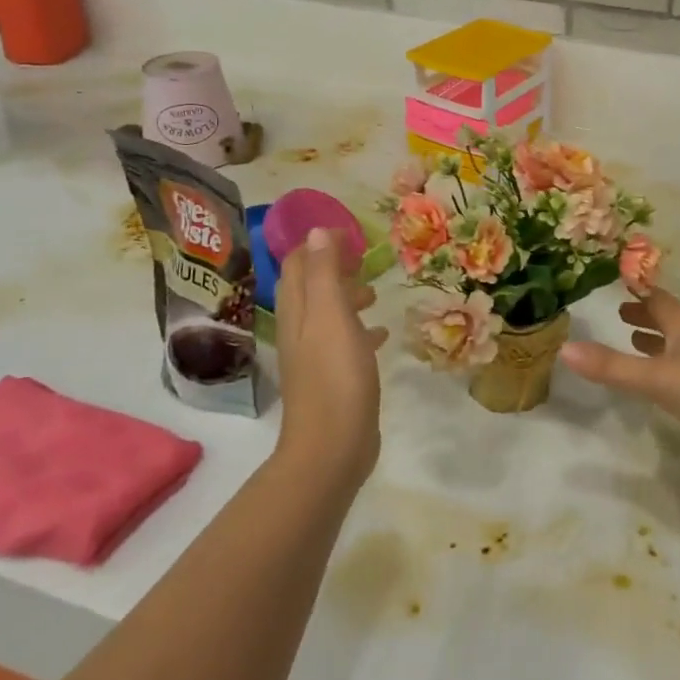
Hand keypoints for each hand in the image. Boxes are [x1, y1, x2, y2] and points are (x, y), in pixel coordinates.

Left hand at [273, 229, 387, 485]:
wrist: (332, 448)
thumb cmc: (335, 376)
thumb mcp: (331, 315)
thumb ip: (325, 273)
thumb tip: (317, 230)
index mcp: (297, 311)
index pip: (297, 264)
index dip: (317, 244)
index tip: (349, 233)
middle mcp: (300, 329)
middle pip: (311, 287)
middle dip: (334, 267)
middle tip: (365, 258)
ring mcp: (316, 356)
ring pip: (328, 314)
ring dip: (349, 297)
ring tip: (375, 291)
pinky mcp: (334, 378)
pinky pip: (345, 341)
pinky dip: (361, 328)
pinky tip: (383, 332)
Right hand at [560, 287, 679, 470]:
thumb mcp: (657, 378)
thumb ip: (612, 367)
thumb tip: (565, 348)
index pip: (657, 298)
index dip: (637, 289)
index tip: (617, 281)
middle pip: (669, 319)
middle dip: (645, 316)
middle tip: (620, 312)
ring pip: (678, 345)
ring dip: (657, 341)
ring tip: (633, 340)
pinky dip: (667, 366)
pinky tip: (661, 381)